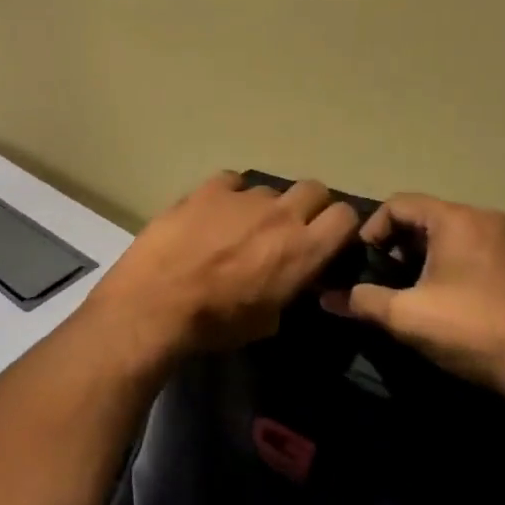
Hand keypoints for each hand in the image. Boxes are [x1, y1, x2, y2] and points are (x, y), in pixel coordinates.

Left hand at [88, 173, 361, 356]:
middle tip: (288, 227)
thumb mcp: (268, 320)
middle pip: (313, 189)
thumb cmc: (216, 323)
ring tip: (238, 226)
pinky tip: (211, 213)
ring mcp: (242, 197)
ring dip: (261, 205)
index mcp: (304, 250)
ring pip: (267, 188)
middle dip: (307, 205)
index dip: (338, 226)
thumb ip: (288, 290)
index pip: (346, 217)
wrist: (158, 301)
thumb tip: (288, 280)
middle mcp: (281, 215)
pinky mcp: (206, 189)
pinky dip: (227, 195)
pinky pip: (230, 181)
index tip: (325, 239)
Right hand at [322, 194, 504, 394]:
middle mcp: (491, 218)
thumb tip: (326, 298)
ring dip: (440, 256)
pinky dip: (473, 267)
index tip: (367, 263)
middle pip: (432, 218)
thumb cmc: (473, 331)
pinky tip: (473, 302)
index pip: (399, 204)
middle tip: (394, 281)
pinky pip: (494, 253)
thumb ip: (361, 300)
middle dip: (405, 245)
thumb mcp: (405, 317)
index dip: (373, 229)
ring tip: (431, 292)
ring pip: (465, 235)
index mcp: (457, 220)